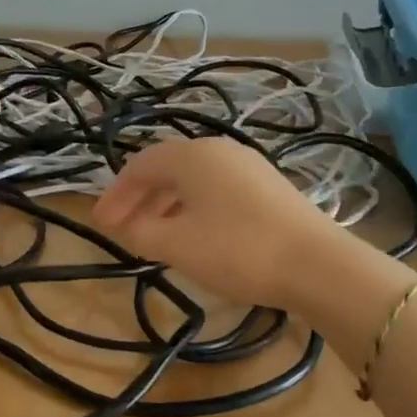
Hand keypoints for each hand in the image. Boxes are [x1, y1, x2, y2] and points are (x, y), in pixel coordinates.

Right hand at [93, 138, 389, 312]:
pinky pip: (216, 190)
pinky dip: (193, 208)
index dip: (115, 194)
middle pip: (166, 169)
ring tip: (152, 235)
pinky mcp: (268, 187)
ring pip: (193, 180)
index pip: (140, 166)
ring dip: (165, 204)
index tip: (99, 223)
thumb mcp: (176, 245)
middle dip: (138, 199)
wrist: (317, 265)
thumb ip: (140, 233)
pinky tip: (193, 234)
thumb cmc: (237, 250)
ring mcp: (248, 166)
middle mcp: (219, 150)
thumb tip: (123, 226)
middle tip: (120, 229)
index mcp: (192, 156)